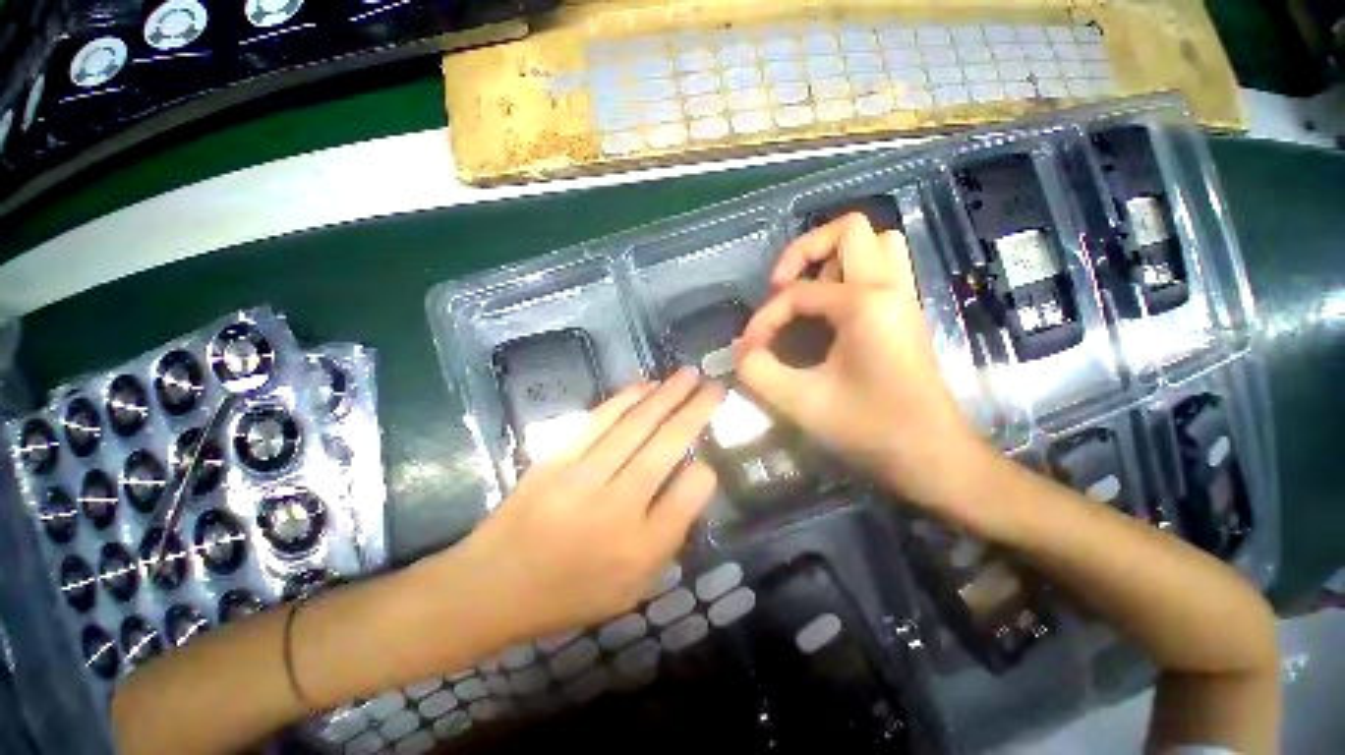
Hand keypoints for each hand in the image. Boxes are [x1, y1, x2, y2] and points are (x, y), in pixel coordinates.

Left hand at [449, 369, 723, 643]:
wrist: (493, 587)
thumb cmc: (570, 593)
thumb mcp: (632, 588)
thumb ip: (668, 537)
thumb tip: (692, 480)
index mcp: (639, 548)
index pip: (689, 494)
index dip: (705, 471)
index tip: (708, 459)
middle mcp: (617, 508)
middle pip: (666, 446)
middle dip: (696, 411)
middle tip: (715, 387)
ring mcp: (582, 477)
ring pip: (636, 425)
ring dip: (666, 395)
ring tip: (688, 374)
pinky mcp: (556, 458)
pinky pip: (599, 420)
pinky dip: (626, 398)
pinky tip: (646, 385)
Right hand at [735, 213, 991, 518]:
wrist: (931, 457)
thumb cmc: (870, 428)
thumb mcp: (801, 402)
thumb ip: (758, 372)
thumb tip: (742, 351)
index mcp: (866, 303)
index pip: (798, 292)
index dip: (765, 318)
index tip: (751, 350)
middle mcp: (890, 287)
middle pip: (849, 230)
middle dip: (805, 251)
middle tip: (782, 287)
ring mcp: (903, 298)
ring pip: (874, 245)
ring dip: (833, 260)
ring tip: (807, 295)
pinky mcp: (905, 315)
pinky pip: (881, 270)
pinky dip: (850, 276)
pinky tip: (829, 313)